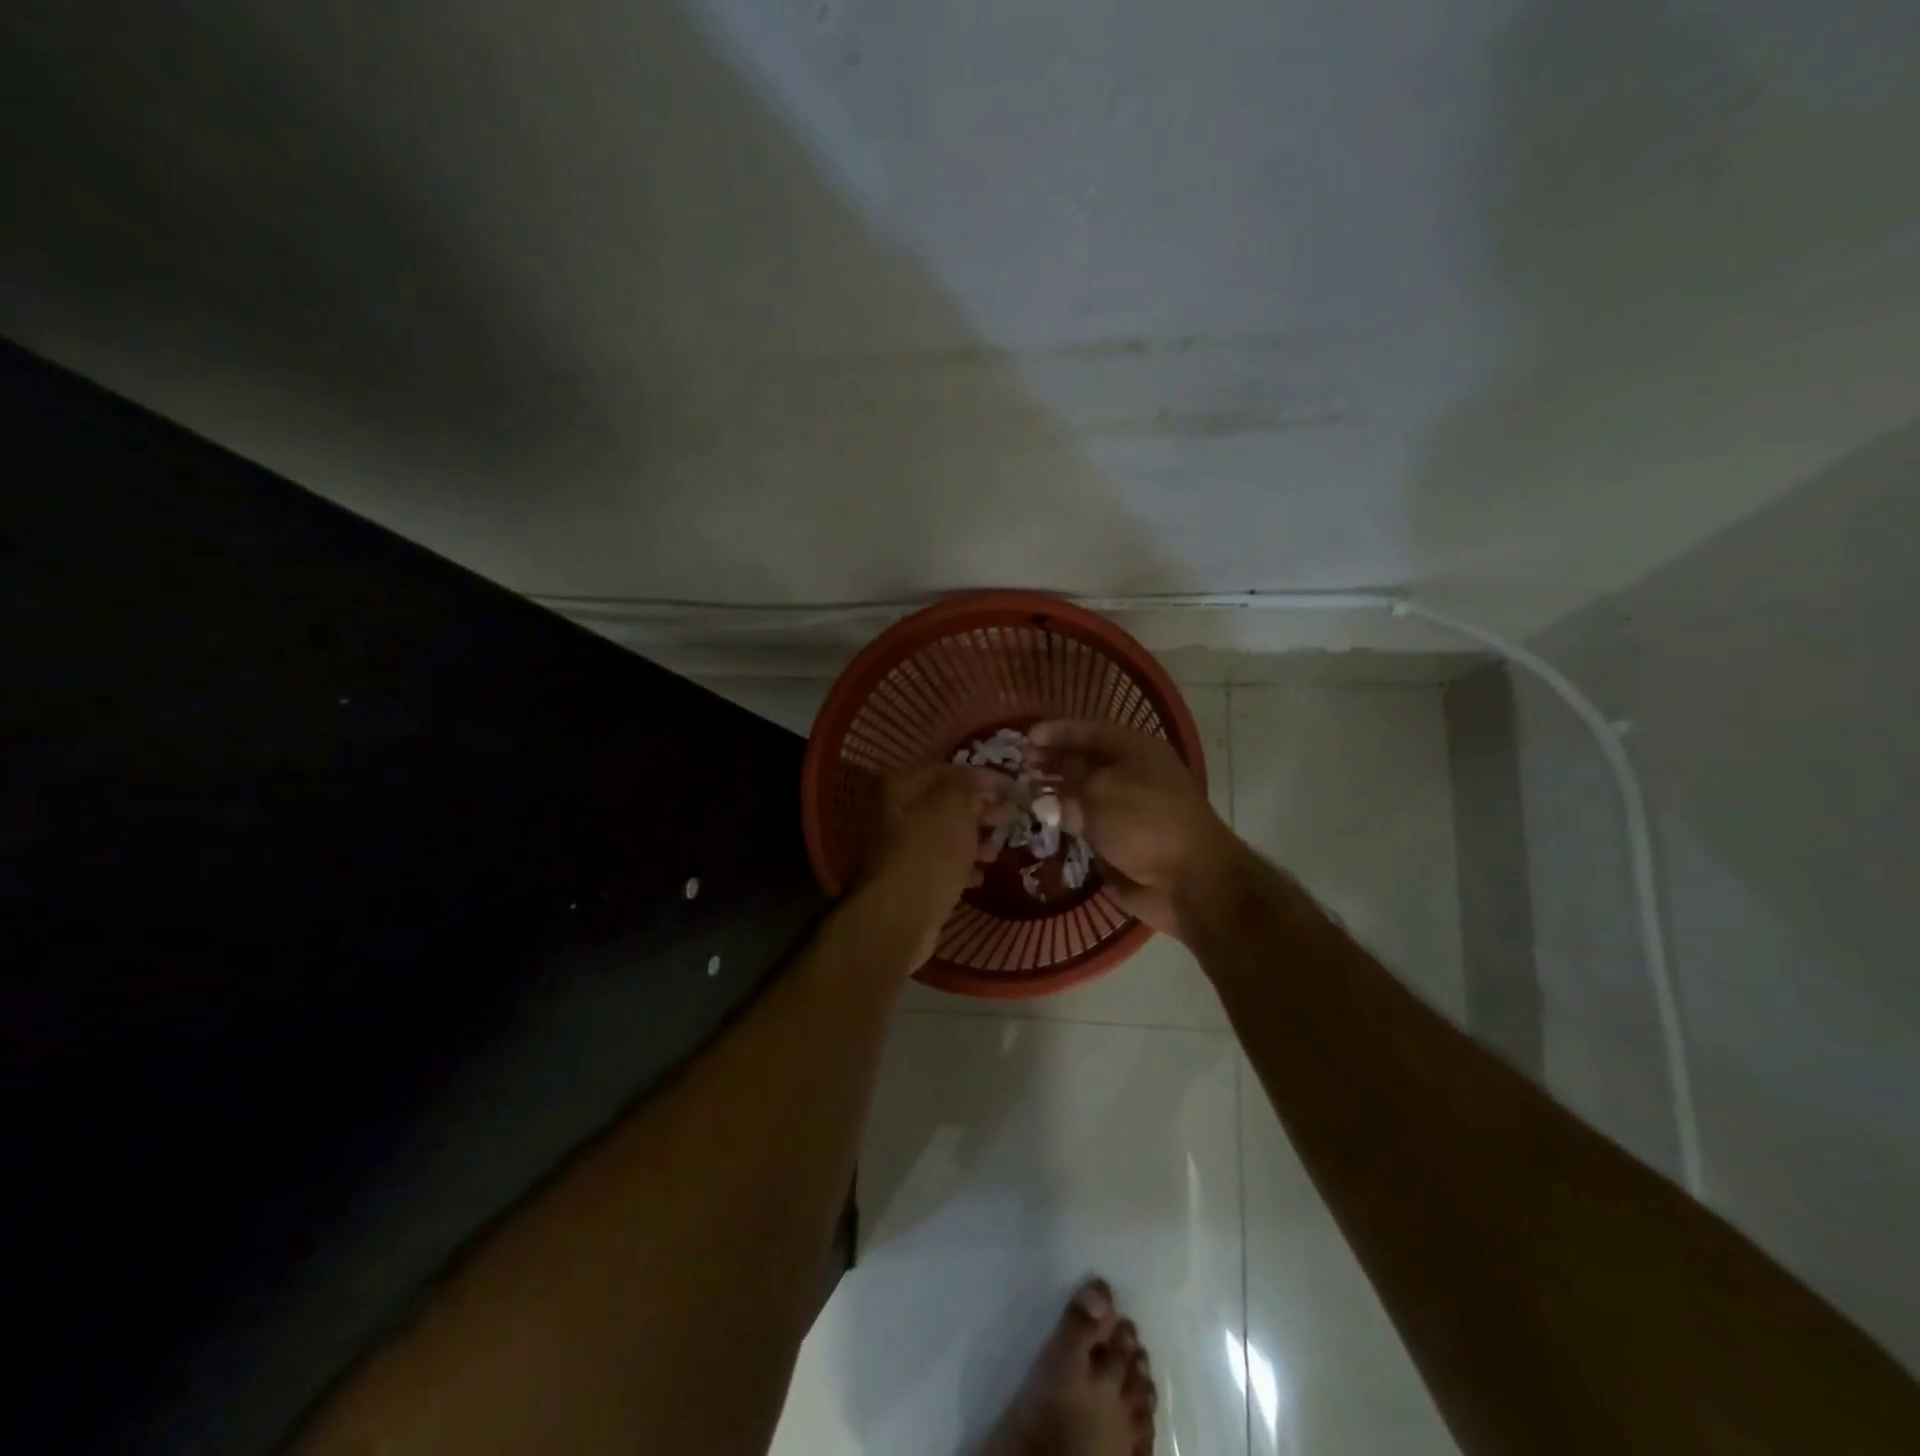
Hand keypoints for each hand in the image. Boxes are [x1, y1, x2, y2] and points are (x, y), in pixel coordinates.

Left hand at [856, 763, 1009, 967]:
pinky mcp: (909, 879)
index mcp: (899, 787)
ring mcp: (899, 849)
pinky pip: (940, 864)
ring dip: (974, 840)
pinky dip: (961, 866)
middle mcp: (893, 813)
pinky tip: (980, 875)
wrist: (901, 917)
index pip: (943, 770)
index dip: (978, 776)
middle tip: (1008, 819)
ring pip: (944, 835)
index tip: (1008, 786)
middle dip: (978, 811)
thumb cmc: (930, 852)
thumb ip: (965, 785)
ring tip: (996, 852)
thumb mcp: (953, 807)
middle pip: (944, 804)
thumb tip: (972, 780)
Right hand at [1027, 720, 1238, 939]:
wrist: (1188, 881)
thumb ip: (1070, 786)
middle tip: (1019, 769)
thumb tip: (1059, 799)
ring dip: (1056, 794)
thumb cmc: (1146, 823)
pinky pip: (1088, 826)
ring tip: (1022, 795)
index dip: (1057, 732)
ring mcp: (1127, 810)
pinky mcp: (1121, 841)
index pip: (1090, 731)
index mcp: (1136, 751)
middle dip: (1052, 762)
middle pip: (1085, 762)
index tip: (1025, 738)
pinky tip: (1042, 824)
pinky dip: (1067, 824)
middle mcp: (1132, 775)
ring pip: (1084, 795)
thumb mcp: (1100, 792)